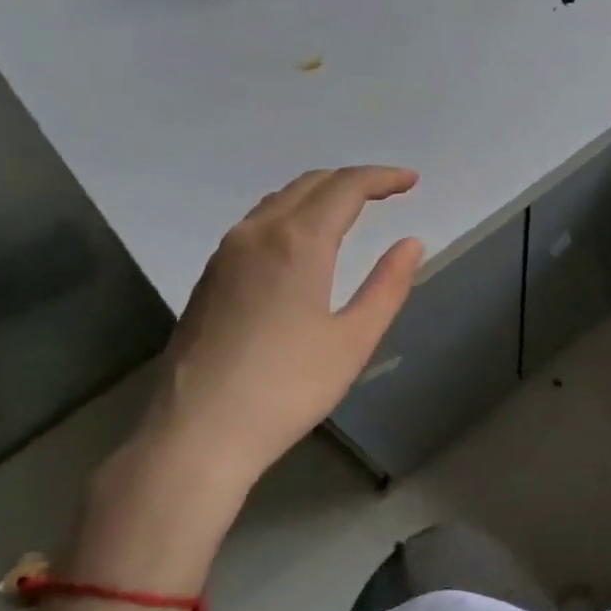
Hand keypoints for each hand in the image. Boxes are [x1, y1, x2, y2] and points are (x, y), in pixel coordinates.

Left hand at [79, 167, 422, 582]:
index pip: (346, 187)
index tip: (412, 181)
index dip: (382, 178)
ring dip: (320, 193)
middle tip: (389, 190)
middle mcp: (257, 233)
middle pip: (310, 184)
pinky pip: (257, 222)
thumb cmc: (288, 388)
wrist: (198, 433)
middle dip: (353, 180)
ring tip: (352, 209)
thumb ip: (388, 285)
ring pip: (279, 200)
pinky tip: (304, 240)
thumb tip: (411, 243)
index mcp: (298, 242)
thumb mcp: (354, 340)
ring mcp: (226, 253)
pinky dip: (292, 213)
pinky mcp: (210, 276)